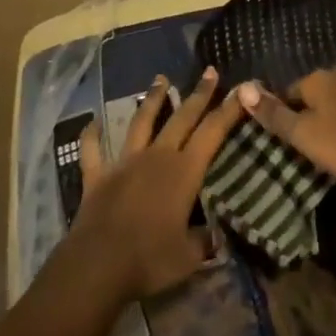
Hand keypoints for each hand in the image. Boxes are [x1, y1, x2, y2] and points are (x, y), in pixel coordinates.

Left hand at [65, 68, 248, 302]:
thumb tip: (217, 236)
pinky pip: (93, 150)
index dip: (229, 110)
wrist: (98, 264)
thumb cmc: (150, 259)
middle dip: (198, 94)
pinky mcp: (98, 175)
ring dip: (153, 99)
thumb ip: (204, 241)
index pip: (212, 133)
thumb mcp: (189, 258)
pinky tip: (93, 122)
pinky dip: (92, 135)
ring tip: (161, 79)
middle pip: (181, 118)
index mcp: (183, 171)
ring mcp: (125, 162)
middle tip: (209, 71)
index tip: (242, 89)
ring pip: (141, 122)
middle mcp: (156, 156)